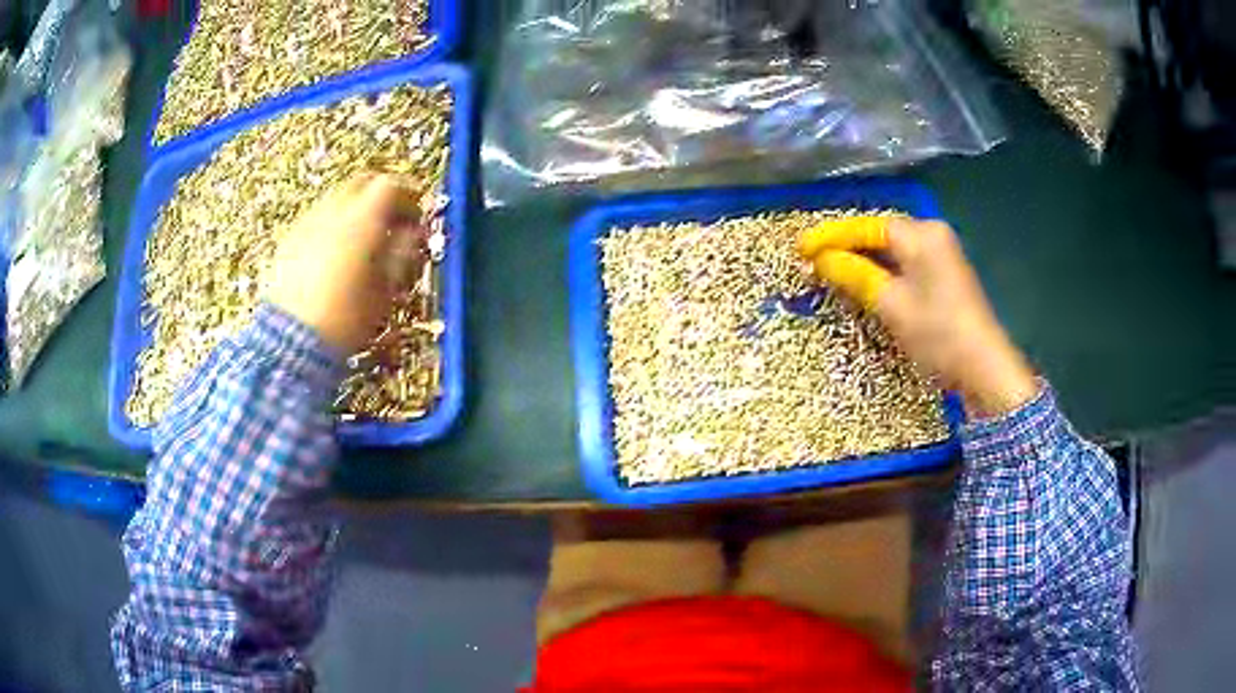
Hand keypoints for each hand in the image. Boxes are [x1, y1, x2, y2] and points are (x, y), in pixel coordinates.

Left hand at [263, 174, 426, 354]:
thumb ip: (402, 253)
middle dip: (381, 195)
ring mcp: (307, 223)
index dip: (409, 195)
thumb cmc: (347, 319)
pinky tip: (335, 254)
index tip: (417, 215)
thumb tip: (414, 233)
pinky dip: (332, 225)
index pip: (390, 185)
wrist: (292, 342)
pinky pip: (317, 219)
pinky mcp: (288, 240)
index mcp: (361, 220)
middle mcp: (332, 211)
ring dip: (355, 209)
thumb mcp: (385, 290)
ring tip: (364, 239)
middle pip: (361, 182)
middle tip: (392, 219)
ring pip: (337, 199)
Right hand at [799, 217, 1037, 418]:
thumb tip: (822, 259)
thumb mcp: (891, 305)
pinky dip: (883, 271)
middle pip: (880, 234)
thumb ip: (855, 275)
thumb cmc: (938, 333)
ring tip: (831, 270)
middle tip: (812, 260)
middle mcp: (932, 235)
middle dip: (846, 246)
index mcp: (921, 234)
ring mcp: (942, 254)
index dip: (831, 236)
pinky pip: (906, 263)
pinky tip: (864, 282)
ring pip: (892, 250)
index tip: (801, 247)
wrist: (984, 368)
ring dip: (863, 260)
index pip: (867, 226)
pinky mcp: (945, 275)